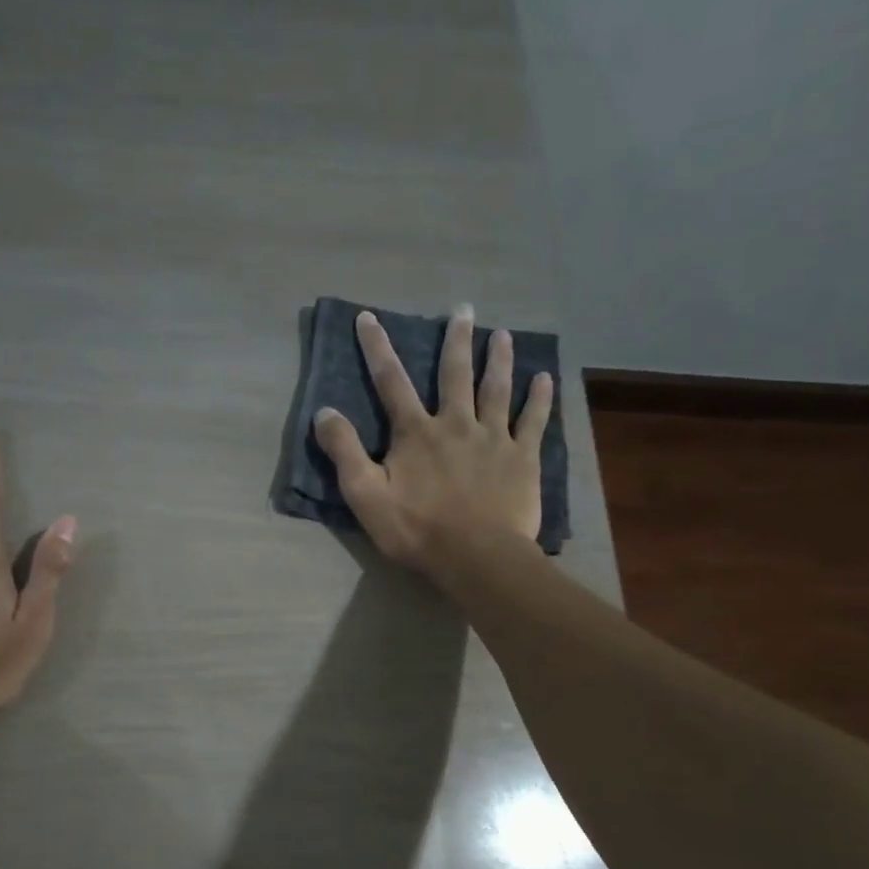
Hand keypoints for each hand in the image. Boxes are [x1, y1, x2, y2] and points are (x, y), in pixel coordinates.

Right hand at [312, 304, 552, 581]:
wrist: (477, 557)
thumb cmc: (416, 530)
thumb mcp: (365, 496)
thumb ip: (344, 452)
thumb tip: (324, 412)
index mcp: (416, 433)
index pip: (390, 382)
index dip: (377, 348)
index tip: (368, 317)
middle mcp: (456, 424)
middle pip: (454, 374)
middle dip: (455, 340)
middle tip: (462, 310)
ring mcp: (494, 438)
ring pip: (496, 389)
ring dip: (498, 360)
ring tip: (503, 335)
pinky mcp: (523, 458)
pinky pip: (534, 421)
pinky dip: (540, 399)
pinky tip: (545, 379)